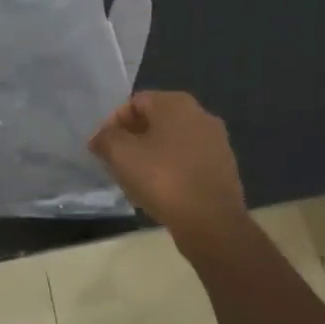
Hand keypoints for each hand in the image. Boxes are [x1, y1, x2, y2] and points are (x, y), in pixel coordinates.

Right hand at [88, 91, 246, 236]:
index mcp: (176, 103)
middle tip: (116, 163)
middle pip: (155, 120)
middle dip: (132, 139)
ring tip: (135, 179)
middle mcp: (200, 114)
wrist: (211, 221)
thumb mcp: (122, 155)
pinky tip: (161, 190)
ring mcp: (216, 140)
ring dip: (151, 155)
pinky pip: (188, 160)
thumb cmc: (163, 180)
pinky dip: (171, 168)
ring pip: (172, 141)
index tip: (101, 149)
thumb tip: (101, 137)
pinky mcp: (223, 166)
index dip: (113, 123)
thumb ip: (106, 138)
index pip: (135, 102)